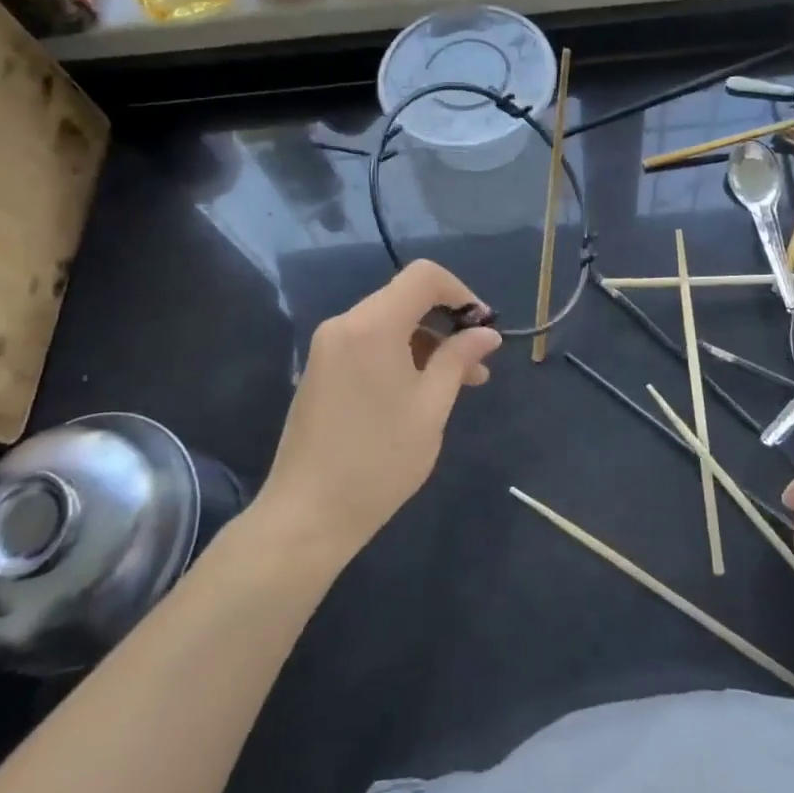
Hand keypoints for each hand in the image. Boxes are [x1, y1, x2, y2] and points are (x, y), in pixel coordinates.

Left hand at [256, 261, 501, 566]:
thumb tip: (487, 333)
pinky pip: (369, 344)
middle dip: (447, 323)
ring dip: (426, 343)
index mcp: (373, 325)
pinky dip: (400, 355)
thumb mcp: (431, 407)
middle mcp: (345, 324)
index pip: (423, 276)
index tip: (483, 327)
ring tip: (459, 384)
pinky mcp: (321, 370)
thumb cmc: (379, 461)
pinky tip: (421, 391)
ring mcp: (328, 347)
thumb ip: (459, 359)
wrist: (306, 516)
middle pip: (406, 299)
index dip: (460, 292)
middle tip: (478, 364)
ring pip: (389, 323)